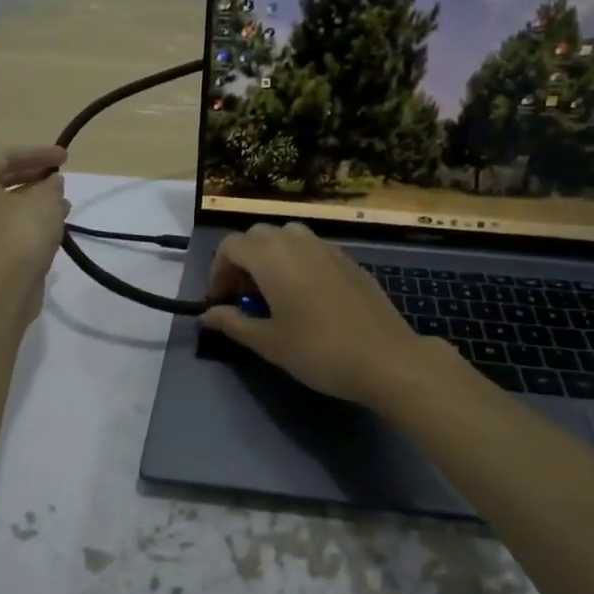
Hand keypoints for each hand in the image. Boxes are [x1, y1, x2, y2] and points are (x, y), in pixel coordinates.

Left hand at [0, 148, 69, 287]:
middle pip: (0, 178)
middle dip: (34, 175)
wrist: (5, 285)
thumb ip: (51, 184)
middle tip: (59, 176)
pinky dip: (28, 219)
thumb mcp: (45, 199)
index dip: (38, 153)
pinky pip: (5, 225)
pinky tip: (54, 223)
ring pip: (4, 204)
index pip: (4, 155)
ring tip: (63, 201)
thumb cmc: (22, 230)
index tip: (65, 158)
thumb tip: (52, 183)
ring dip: (34, 199)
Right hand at [197, 222, 429, 405]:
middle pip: (257, 236)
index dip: (217, 271)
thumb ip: (233, 323)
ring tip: (272, 293)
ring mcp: (327, 248)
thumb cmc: (318, 350)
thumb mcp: (268, 342)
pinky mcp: (348, 260)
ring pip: (287, 237)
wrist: (385, 358)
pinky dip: (297, 262)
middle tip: (243, 297)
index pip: (230, 245)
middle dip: (242, 261)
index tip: (220, 301)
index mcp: (271, 256)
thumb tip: (207, 315)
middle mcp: (297, 242)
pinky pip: (312, 249)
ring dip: (270, 257)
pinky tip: (305, 297)